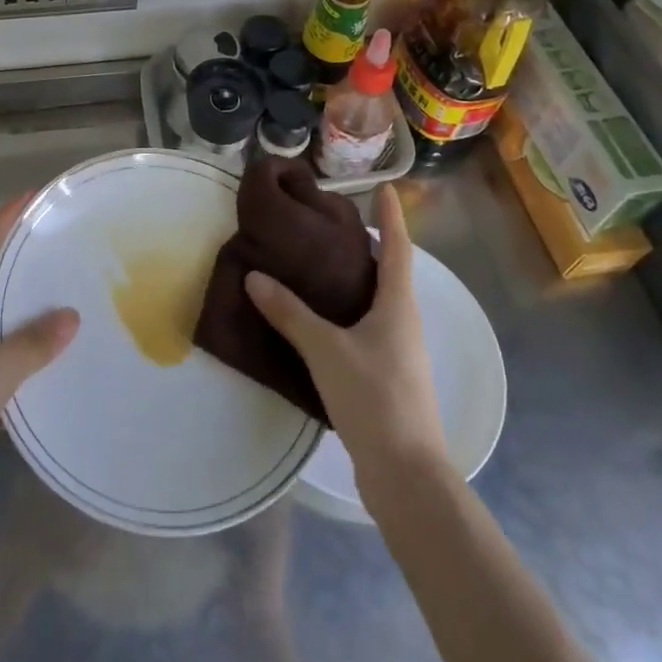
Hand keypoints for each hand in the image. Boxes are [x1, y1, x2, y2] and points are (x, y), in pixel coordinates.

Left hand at [0, 196, 79, 528]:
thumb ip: (30, 346)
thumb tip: (71, 316)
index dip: (6, 217)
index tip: (36, 196)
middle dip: (23, 248)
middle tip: (66, 235)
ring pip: (1, 307)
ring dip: (30, 292)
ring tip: (72, 281)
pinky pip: (6, 343)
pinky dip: (31, 334)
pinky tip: (59, 342)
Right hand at [244, 185, 441, 476]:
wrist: (407, 474)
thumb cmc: (374, 399)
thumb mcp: (325, 351)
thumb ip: (290, 313)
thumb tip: (255, 276)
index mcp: (398, 305)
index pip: (397, 247)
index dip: (392, 216)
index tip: (386, 187)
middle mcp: (405, 322)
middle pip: (390, 273)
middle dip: (369, 246)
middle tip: (333, 226)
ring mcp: (400, 352)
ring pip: (378, 302)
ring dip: (356, 281)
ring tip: (319, 267)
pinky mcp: (388, 376)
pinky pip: (367, 328)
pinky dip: (348, 312)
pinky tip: (321, 321)